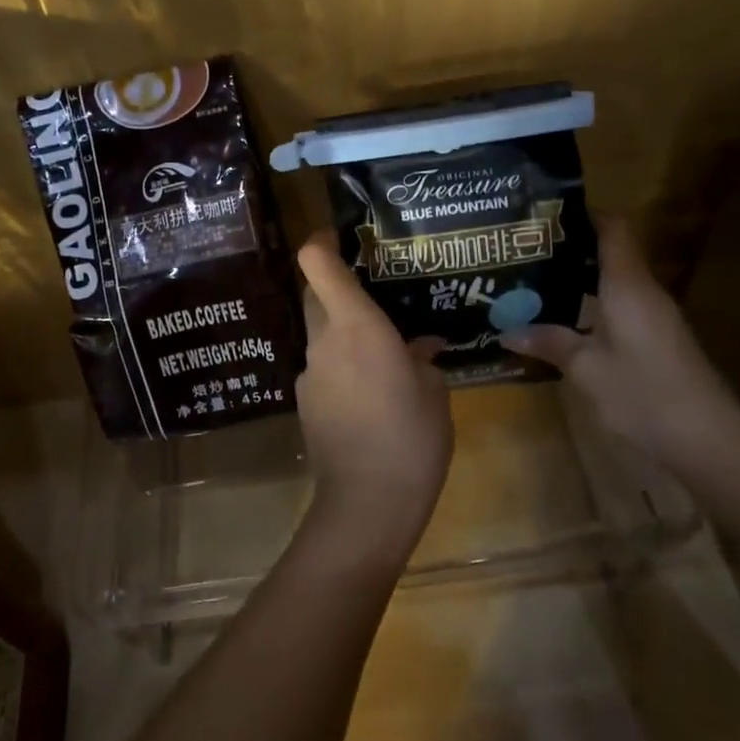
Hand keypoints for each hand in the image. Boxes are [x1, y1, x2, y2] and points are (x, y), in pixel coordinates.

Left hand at [294, 232, 453, 560]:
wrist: (366, 504)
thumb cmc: (411, 437)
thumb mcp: (434, 392)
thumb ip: (424, 359)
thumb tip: (421, 347)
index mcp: (355, 325)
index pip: (317, 264)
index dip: (321, 242)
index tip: (340, 236)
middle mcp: (323, 341)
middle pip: (314, 294)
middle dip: (335, 285)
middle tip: (372, 292)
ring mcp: (309, 373)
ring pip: (319, 334)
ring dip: (342, 331)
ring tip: (381, 350)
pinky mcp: (305, 402)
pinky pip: (323, 367)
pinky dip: (341, 366)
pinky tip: (370, 392)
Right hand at [502, 217, 739, 466]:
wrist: (708, 442)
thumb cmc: (643, 393)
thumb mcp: (586, 368)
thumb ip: (549, 343)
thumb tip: (508, 330)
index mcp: (627, 285)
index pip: (613, 229)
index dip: (584, 214)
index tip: (545, 213)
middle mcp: (644, 293)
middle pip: (610, 253)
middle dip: (569, 248)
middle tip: (524, 251)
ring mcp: (654, 319)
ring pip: (613, 284)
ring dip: (578, 280)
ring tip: (534, 282)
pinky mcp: (656, 343)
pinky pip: (619, 309)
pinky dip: (591, 306)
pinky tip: (563, 321)